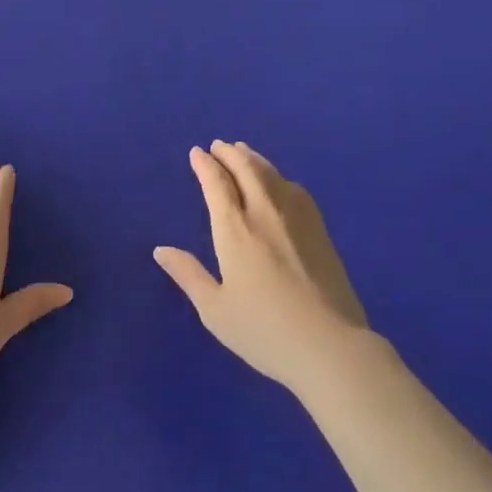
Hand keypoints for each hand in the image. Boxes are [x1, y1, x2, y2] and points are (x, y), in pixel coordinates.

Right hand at [154, 141, 368, 394]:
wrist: (330, 345)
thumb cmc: (264, 331)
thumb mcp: (215, 310)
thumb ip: (188, 275)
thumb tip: (161, 250)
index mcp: (235, 229)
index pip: (217, 184)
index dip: (205, 165)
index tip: (197, 153)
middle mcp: (264, 212)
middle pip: (246, 169)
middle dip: (229, 153)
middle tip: (219, 145)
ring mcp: (296, 217)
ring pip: (271, 174)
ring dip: (253, 159)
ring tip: (244, 153)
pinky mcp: (319, 229)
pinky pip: (294, 188)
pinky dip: (278, 176)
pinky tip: (278, 182)